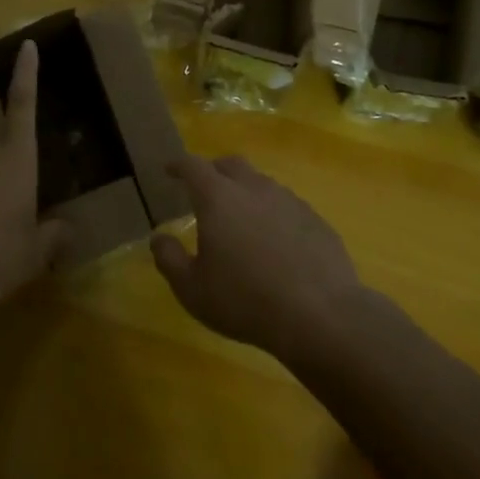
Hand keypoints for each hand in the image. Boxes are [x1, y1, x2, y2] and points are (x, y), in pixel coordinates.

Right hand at [150, 155, 366, 363]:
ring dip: (245, 191)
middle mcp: (253, 188)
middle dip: (213, 170)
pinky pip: (286, 206)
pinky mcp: (315, 219)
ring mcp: (289, 200)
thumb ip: (169, 259)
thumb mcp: (192, 289)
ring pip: (261, 183)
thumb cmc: (245, 300)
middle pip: (230, 164)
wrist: (320, 314)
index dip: (178, 165)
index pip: (193, 166)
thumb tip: (159, 238)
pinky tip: (274, 241)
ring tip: (240, 217)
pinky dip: (273, 213)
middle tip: (204, 188)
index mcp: (218, 197)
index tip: (169, 169)